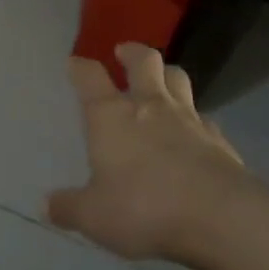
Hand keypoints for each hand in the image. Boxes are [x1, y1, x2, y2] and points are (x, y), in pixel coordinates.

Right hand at [47, 43, 254, 263]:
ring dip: (167, 74)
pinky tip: (194, 132)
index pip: (90, 78)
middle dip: (132, 52)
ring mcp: (189, 119)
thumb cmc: (145, 208)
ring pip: (179, 79)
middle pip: (144, 62)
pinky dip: (195, 118)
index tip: (75, 63)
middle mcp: (150, 106)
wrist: (221, 217)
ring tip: (162, 80)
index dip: (80, 67)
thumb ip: (70, 208)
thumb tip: (47, 205)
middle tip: (124, 52)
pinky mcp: (219, 140)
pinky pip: (204, 117)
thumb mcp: (95, 216)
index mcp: (111, 116)